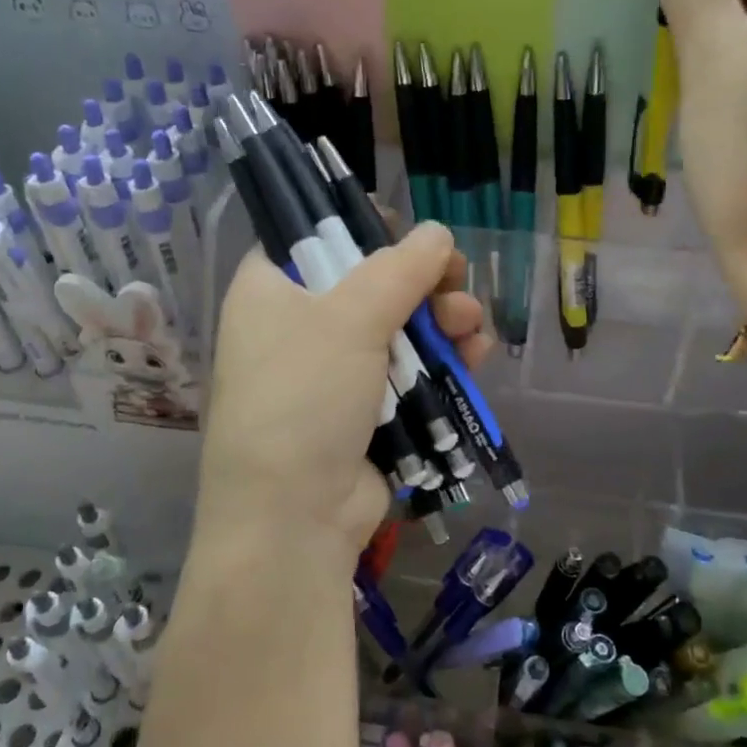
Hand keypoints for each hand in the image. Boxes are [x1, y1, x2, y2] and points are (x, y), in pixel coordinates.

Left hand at [194, 222, 493, 559]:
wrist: (294, 517)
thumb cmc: (304, 397)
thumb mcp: (349, 319)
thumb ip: (399, 269)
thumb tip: (438, 233)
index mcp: (271, 290)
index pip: (315, 237)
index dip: (364, 228)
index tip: (409, 234)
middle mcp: (298, 326)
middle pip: (370, 283)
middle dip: (422, 282)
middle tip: (457, 281)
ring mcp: (334, 373)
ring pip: (399, 329)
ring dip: (442, 321)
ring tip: (471, 324)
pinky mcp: (366, 411)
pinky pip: (410, 372)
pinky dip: (442, 362)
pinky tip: (475, 355)